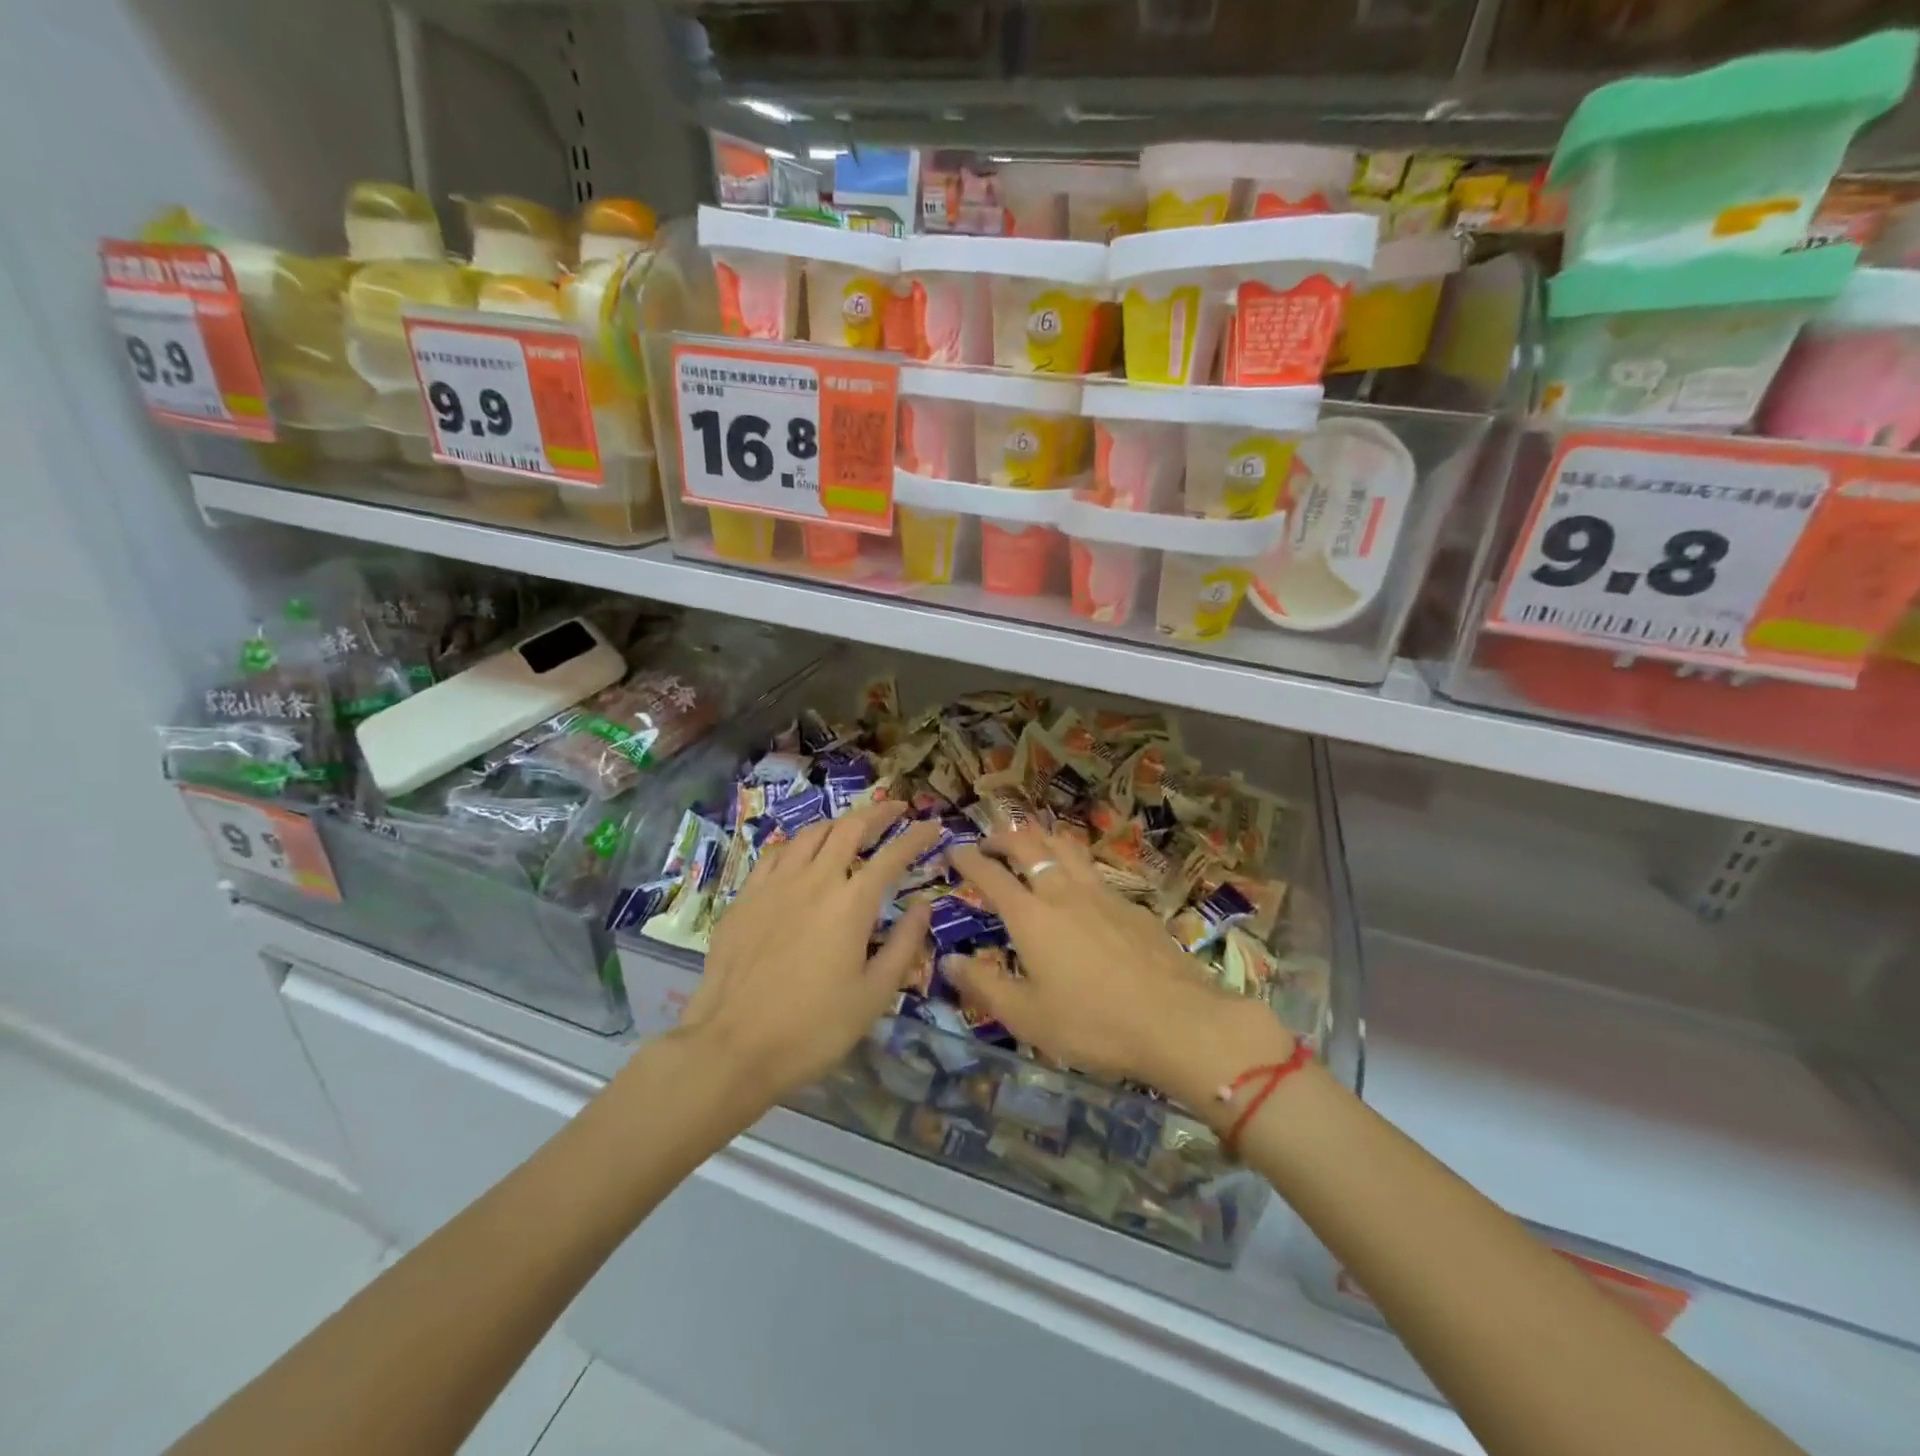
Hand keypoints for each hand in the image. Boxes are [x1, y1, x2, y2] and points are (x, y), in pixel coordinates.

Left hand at [682, 802, 940, 1103]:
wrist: (731, 1046)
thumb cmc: (812, 1028)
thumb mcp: (874, 996)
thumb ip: (904, 945)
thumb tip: (923, 906)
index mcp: (852, 904)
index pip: (893, 855)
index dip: (917, 837)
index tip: (934, 826)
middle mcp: (815, 880)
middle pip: (850, 828)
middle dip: (878, 812)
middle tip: (896, 809)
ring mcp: (775, 884)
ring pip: (811, 833)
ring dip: (838, 822)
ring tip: (852, 825)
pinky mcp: (745, 896)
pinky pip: (776, 853)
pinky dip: (798, 844)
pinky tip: (801, 853)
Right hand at [946, 829, 1292, 1110]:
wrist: (1177, 1021)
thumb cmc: (1092, 1023)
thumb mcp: (1027, 1016)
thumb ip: (984, 985)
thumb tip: (950, 961)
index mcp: (1031, 916)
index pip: (991, 875)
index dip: (969, 859)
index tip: (954, 850)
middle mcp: (1063, 892)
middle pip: (1030, 845)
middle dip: (1003, 837)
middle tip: (989, 842)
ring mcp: (1102, 893)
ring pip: (1066, 847)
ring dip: (1041, 838)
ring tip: (1032, 844)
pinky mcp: (1132, 905)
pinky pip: (1093, 869)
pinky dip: (1074, 862)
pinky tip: (1079, 883)